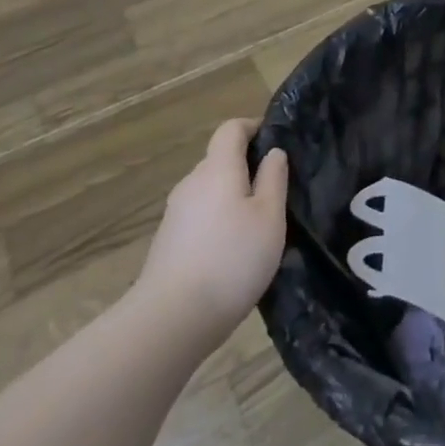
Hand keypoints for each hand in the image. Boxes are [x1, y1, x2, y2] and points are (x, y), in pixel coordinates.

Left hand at [137, 119, 288, 348]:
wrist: (172, 318)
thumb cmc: (232, 259)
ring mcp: (176, 213)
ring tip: (258, 224)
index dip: (253, 127)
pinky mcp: (168, 240)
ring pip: (210, 190)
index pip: (231, 129)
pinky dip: (219, 220)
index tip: (276, 140)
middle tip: (276, 190)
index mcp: (217, 169)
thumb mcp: (269, 218)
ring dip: (233, 196)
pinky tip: (233, 250)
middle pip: (219, 159)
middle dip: (247, 166)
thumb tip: (273, 152)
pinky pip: (200, 215)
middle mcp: (192, 183)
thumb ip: (274, 179)